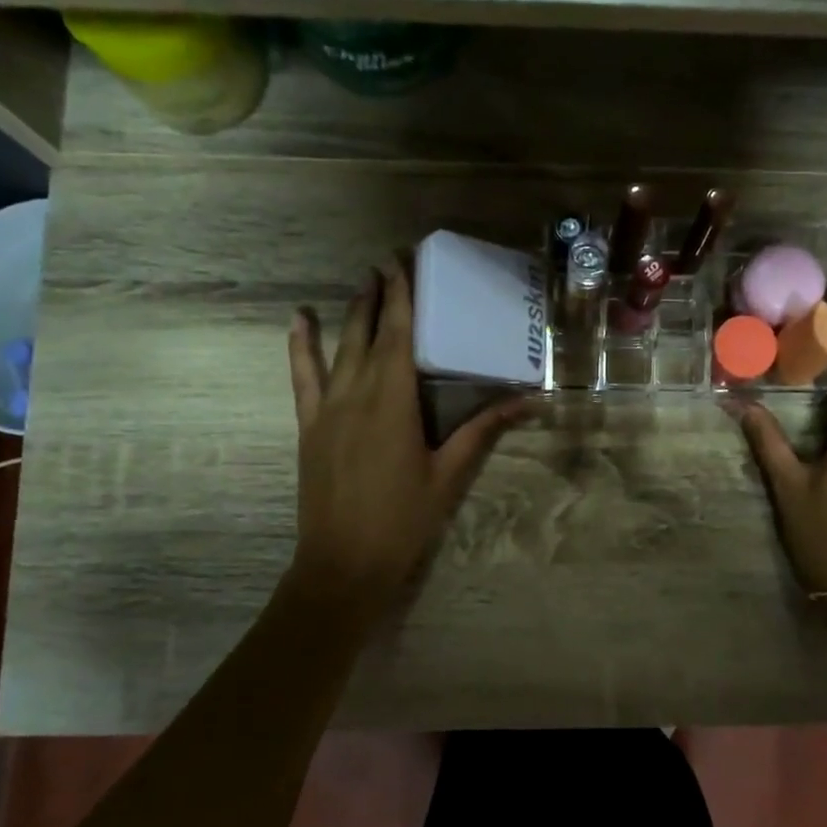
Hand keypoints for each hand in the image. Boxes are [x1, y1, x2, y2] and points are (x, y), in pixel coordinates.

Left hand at [286, 259, 523, 616]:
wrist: (344, 563)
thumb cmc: (403, 520)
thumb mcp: (449, 475)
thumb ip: (484, 431)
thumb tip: (528, 401)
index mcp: (394, 402)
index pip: (399, 336)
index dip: (401, 297)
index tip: (402, 262)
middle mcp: (357, 394)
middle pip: (368, 334)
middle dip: (378, 296)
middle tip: (386, 263)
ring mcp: (327, 409)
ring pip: (339, 348)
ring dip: (351, 314)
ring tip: (361, 284)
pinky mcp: (310, 426)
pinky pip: (303, 377)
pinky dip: (301, 347)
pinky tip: (298, 322)